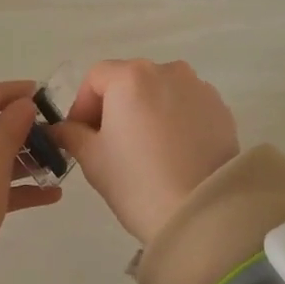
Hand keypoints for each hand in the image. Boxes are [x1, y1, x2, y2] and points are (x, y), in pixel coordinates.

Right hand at [50, 59, 238, 245]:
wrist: (201, 212)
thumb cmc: (137, 182)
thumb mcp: (92, 159)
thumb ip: (72, 134)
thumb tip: (63, 128)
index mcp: (131, 77)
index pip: (96, 77)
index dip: (82, 105)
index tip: (80, 135)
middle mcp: (168, 71)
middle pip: (130, 80)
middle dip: (115, 106)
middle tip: (110, 144)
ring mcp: (199, 88)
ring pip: (161, 92)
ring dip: (146, 111)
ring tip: (145, 149)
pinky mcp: (221, 109)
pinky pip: (187, 106)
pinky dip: (174, 121)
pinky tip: (173, 153)